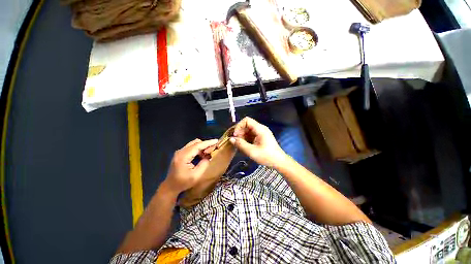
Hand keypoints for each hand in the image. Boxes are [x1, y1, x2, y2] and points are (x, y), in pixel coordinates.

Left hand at [162, 139, 217, 194]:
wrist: (171, 186)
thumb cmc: (183, 182)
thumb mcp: (196, 175)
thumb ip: (204, 164)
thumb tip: (209, 156)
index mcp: (183, 156)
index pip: (197, 146)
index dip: (207, 143)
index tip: (216, 141)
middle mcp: (180, 151)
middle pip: (195, 142)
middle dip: (205, 144)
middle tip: (213, 149)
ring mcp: (180, 152)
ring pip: (194, 144)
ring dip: (202, 147)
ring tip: (208, 154)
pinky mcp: (180, 153)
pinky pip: (191, 147)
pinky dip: (198, 149)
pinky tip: (202, 155)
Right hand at [230, 117, 287, 166]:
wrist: (279, 162)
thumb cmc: (267, 156)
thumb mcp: (252, 151)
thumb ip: (241, 144)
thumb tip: (231, 139)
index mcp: (260, 129)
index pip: (246, 120)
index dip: (239, 126)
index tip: (236, 135)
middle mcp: (261, 128)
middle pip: (247, 125)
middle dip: (240, 133)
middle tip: (237, 142)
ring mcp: (261, 133)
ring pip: (248, 130)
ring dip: (242, 137)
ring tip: (241, 145)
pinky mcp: (261, 137)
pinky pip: (251, 135)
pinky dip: (246, 139)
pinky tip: (245, 146)